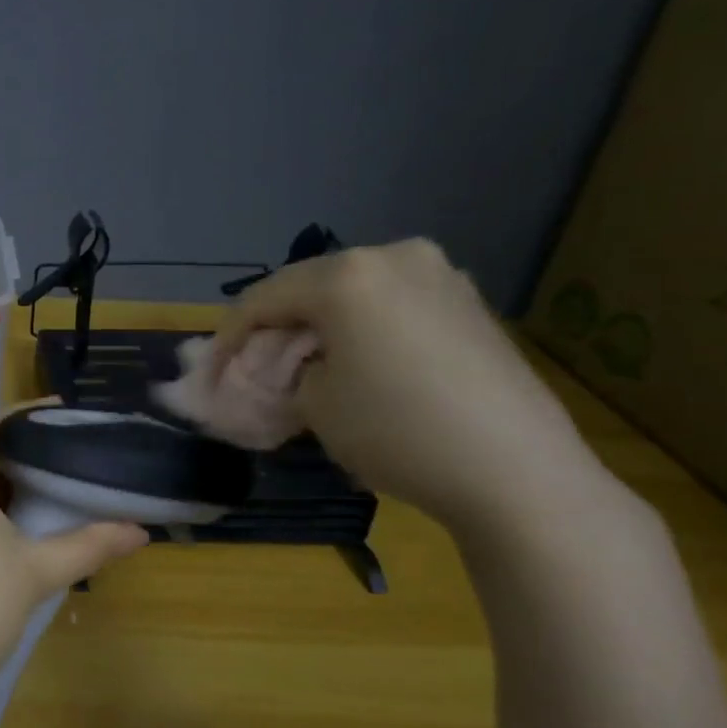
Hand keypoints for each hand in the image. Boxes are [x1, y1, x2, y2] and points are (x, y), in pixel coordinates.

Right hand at [208, 240, 603, 534]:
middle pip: (309, 288)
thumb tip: (288, 369)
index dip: (227, 338)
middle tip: (256, 369)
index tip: (211, 375)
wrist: (515, 470)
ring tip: (307, 367)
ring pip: (354, 295)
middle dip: (277, 329)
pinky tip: (360, 364)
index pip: (263, 299)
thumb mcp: (314, 405)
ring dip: (321, 327)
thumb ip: (286, 374)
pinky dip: (363, 329)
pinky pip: (393, 305)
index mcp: (347, 274)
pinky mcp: (470, 303)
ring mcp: (440, 276)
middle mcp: (394, 256)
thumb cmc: (396, 430)